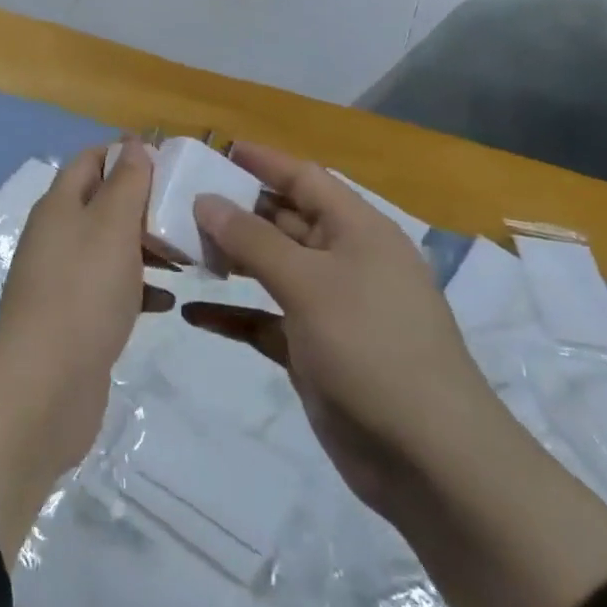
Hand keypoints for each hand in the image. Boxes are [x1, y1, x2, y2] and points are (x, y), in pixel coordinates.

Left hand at [0, 141, 153, 562]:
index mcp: (60, 205)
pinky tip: (168, 301)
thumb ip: (125, 183)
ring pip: (111, 248)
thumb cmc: (82, 293)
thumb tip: (132, 144)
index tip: (172, 160)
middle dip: (145, 203)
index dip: (126, 153)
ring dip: (147, 246)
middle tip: (191, 212)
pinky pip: (112, 289)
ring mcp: (64, 278)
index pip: (90, 160)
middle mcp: (58, 235)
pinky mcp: (76, 317)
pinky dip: (139, 288)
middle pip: (103, 203)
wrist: (43, 386)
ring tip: (191, 255)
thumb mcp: (111, 226)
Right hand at [184, 141, 501, 509]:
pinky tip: (193, 313)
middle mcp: (346, 262)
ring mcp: (330, 308)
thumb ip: (253, 239)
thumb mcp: (309, 282)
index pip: (306, 179)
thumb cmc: (371, 347)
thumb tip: (206, 200)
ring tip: (179, 248)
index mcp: (359, 232)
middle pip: (284, 221)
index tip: (216, 149)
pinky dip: (233, 314)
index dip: (264, 161)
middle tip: (180, 200)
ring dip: (230, 259)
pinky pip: (265, 320)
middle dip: (236, 210)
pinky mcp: (314, 350)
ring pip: (271, 269)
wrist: (427, 457)